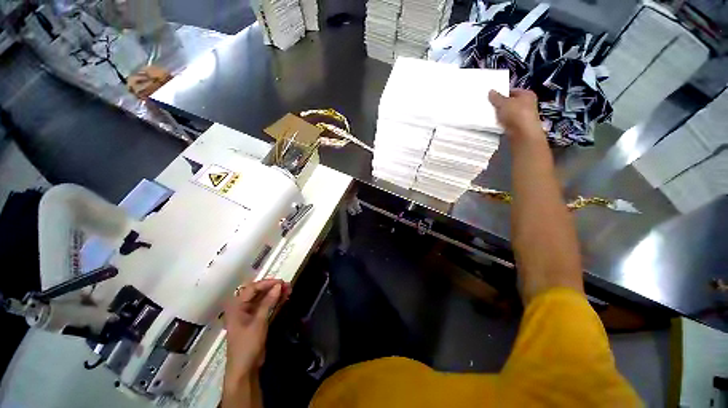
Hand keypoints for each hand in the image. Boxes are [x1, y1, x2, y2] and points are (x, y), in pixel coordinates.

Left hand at [223, 279, 290, 381]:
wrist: (245, 369)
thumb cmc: (247, 345)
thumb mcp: (258, 322)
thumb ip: (268, 302)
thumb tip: (278, 286)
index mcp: (236, 307)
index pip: (252, 288)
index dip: (267, 283)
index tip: (281, 282)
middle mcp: (241, 307)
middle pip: (258, 292)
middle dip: (272, 287)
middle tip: (287, 285)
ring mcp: (249, 314)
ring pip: (263, 298)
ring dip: (275, 293)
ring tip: (289, 289)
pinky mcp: (256, 320)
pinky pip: (266, 306)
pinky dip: (275, 301)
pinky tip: (284, 297)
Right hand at [488, 89, 543, 138]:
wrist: (522, 134)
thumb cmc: (516, 114)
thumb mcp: (503, 103)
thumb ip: (496, 97)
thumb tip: (491, 91)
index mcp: (527, 94)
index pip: (512, 91)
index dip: (502, 93)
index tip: (491, 97)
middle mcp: (528, 104)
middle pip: (511, 103)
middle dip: (501, 105)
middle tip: (490, 106)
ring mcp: (524, 116)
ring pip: (509, 113)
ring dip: (501, 115)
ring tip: (490, 116)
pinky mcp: (519, 127)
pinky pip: (508, 123)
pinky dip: (502, 123)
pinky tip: (496, 124)